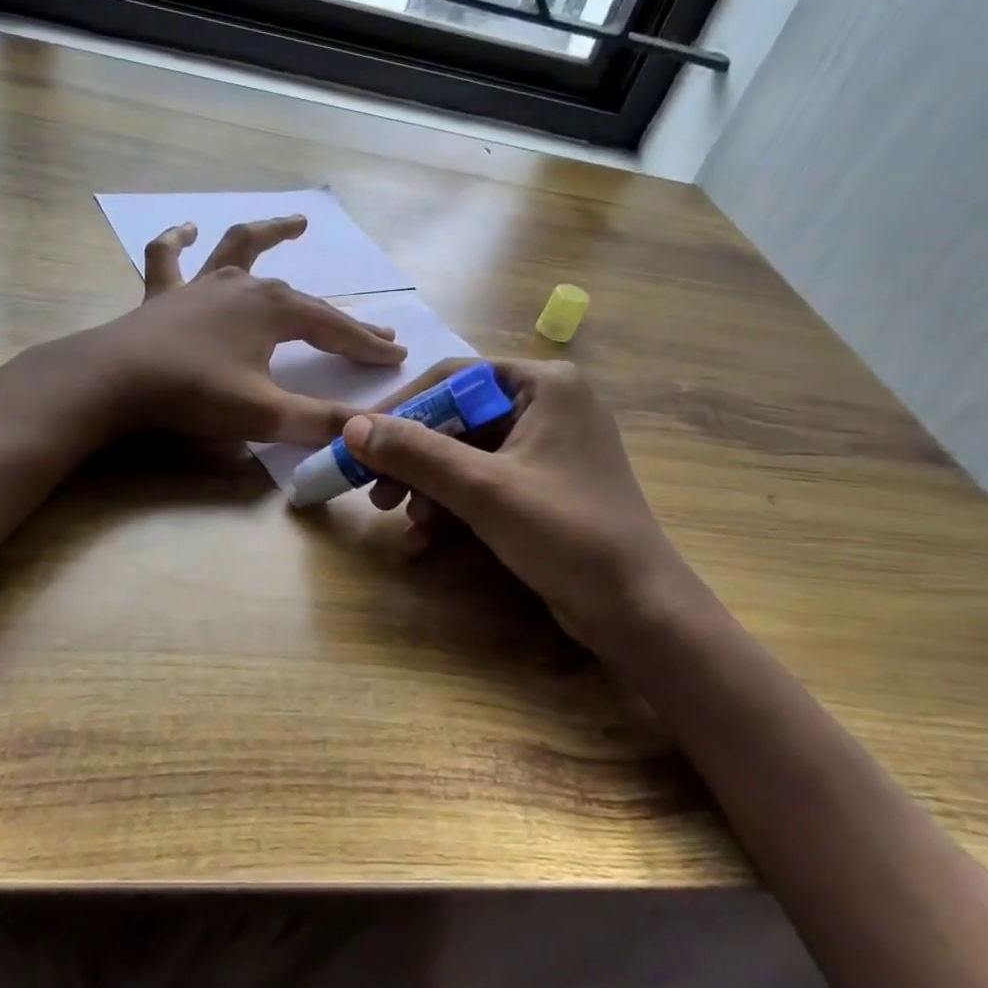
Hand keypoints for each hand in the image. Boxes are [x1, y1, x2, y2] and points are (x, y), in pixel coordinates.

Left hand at [82, 215, 406, 443]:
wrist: (114, 381)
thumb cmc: (194, 394)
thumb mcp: (265, 416)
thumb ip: (318, 423)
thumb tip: (366, 432)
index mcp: (275, 311)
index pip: (334, 330)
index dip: (367, 346)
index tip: (397, 357)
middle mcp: (244, 287)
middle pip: (305, 300)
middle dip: (342, 319)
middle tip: (375, 331)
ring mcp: (201, 285)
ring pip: (242, 250)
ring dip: (271, 235)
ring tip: (297, 223)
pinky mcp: (163, 295)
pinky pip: (170, 258)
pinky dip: (178, 240)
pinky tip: (186, 228)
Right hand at [343, 359, 709, 655]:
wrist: (635, 608)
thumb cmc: (566, 533)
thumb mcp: (483, 489)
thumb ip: (416, 453)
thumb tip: (351, 427)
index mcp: (544, 385)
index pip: (453, 378)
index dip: (402, 408)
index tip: (358, 439)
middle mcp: (546, 406)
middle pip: (456, 418)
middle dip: (413, 457)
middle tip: (374, 489)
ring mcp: (546, 448)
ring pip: (465, 453)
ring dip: (427, 485)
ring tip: (399, 518)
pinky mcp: (542, 485)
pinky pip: (483, 481)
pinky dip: (452, 503)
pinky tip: (426, 535)